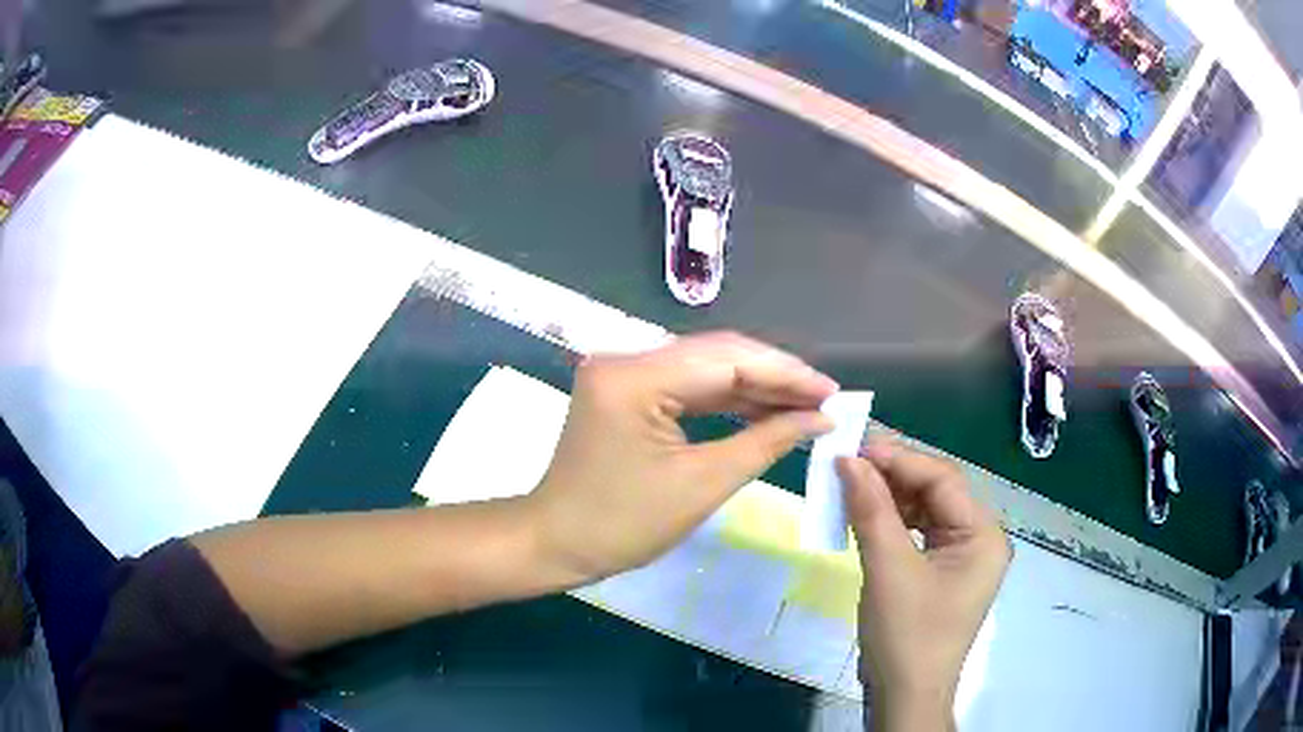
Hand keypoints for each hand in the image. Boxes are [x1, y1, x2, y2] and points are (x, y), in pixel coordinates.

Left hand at [527, 332, 837, 582]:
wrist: (557, 542)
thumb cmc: (623, 525)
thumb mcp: (702, 484)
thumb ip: (765, 441)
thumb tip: (820, 418)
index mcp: (634, 377)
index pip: (727, 360)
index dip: (786, 374)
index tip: (832, 392)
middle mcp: (626, 358)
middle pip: (717, 354)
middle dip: (775, 377)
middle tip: (825, 399)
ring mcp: (624, 371)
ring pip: (706, 367)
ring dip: (756, 386)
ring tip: (806, 405)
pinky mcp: (627, 388)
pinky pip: (688, 385)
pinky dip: (728, 398)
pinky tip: (765, 409)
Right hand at [838, 439, 1010, 729]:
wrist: (903, 696)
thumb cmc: (906, 635)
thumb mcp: (889, 570)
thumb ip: (872, 511)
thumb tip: (848, 460)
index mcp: (983, 535)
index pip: (943, 480)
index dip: (899, 460)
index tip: (854, 450)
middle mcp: (979, 539)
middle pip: (936, 492)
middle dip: (893, 476)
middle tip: (848, 462)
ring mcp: (960, 557)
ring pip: (924, 511)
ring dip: (889, 498)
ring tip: (850, 485)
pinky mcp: (940, 573)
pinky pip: (917, 534)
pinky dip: (890, 523)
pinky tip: (863, 516)